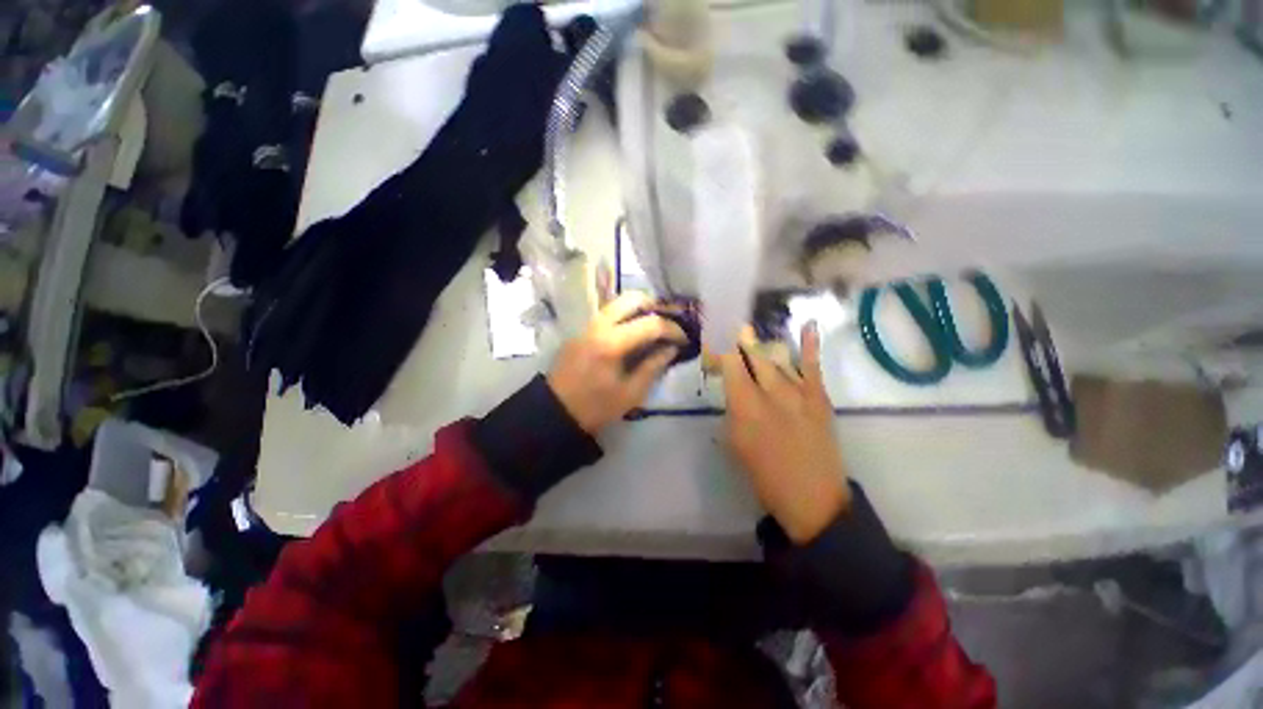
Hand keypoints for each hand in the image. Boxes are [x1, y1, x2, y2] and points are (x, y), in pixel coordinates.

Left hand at [548, 292, 686, 434]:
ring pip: (618, 302)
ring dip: (639, 308)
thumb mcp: (631, 393)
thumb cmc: (596, 407)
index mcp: (612, 343)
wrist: (556, 411)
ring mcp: (587, 325)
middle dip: (655, 306)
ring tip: (654, 326)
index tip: (684, 339)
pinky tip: (633, 332)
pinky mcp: (581, 330)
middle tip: (668, 323)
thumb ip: (653, 366)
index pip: (650, 324)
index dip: (672, 329)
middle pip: (632, 298)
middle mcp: (598, 326)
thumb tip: (671, 348)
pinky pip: (608, 313)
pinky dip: (625, 315)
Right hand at [720, 323, 850, 543]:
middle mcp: (770, 391)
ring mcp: (798, 392)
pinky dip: (810, 344)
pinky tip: (807, 325)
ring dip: (761, 346)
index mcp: (744, 405)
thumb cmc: (763, 474)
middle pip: (752, 355)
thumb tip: (733, 387)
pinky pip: (813, 365)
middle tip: (728, 331)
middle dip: (737, 341)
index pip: (729, 364)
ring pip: (776, 357)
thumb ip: (732, 409)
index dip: (719, 347)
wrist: (811, 498)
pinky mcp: (819, 397)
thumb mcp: (734, 441)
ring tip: (749, 333)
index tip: (712, 339)